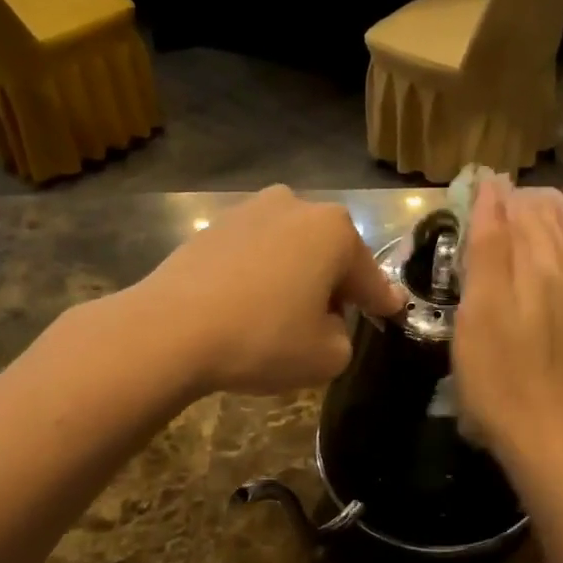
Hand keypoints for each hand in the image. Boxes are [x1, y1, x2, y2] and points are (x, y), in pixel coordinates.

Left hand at [139, 186, 404, 395]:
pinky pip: (255, 252)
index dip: (382, 301)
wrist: (170, 330)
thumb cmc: (263, 338)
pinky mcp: (214, 225)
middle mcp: (297, 206)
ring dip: (296, 276)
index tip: (393, 312)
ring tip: (280, 315)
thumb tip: (326, 322)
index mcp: (335, 231)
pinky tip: (246, 305)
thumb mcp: (328, 357)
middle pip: (330, 255)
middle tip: (326, 323)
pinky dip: (260, 274)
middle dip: (334, 285)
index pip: (370, 277)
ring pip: (291, 249)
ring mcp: (251, 210)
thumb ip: (345, 337)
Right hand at [453, 180, 562, 459]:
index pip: (521, 213)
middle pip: (547, 225)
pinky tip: (531, 265)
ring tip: (514, 214)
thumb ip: (489, 246)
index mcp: (540, 265)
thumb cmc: (499, 369)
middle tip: (491, 193)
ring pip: (558, 248)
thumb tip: (494, 190)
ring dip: (536, 225)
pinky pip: (559, 272)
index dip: (496, 195)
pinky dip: (543, 252)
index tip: (474, 180)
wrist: (542, 432)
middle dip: (520, 204)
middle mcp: (561, 277)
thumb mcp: (483, 304)